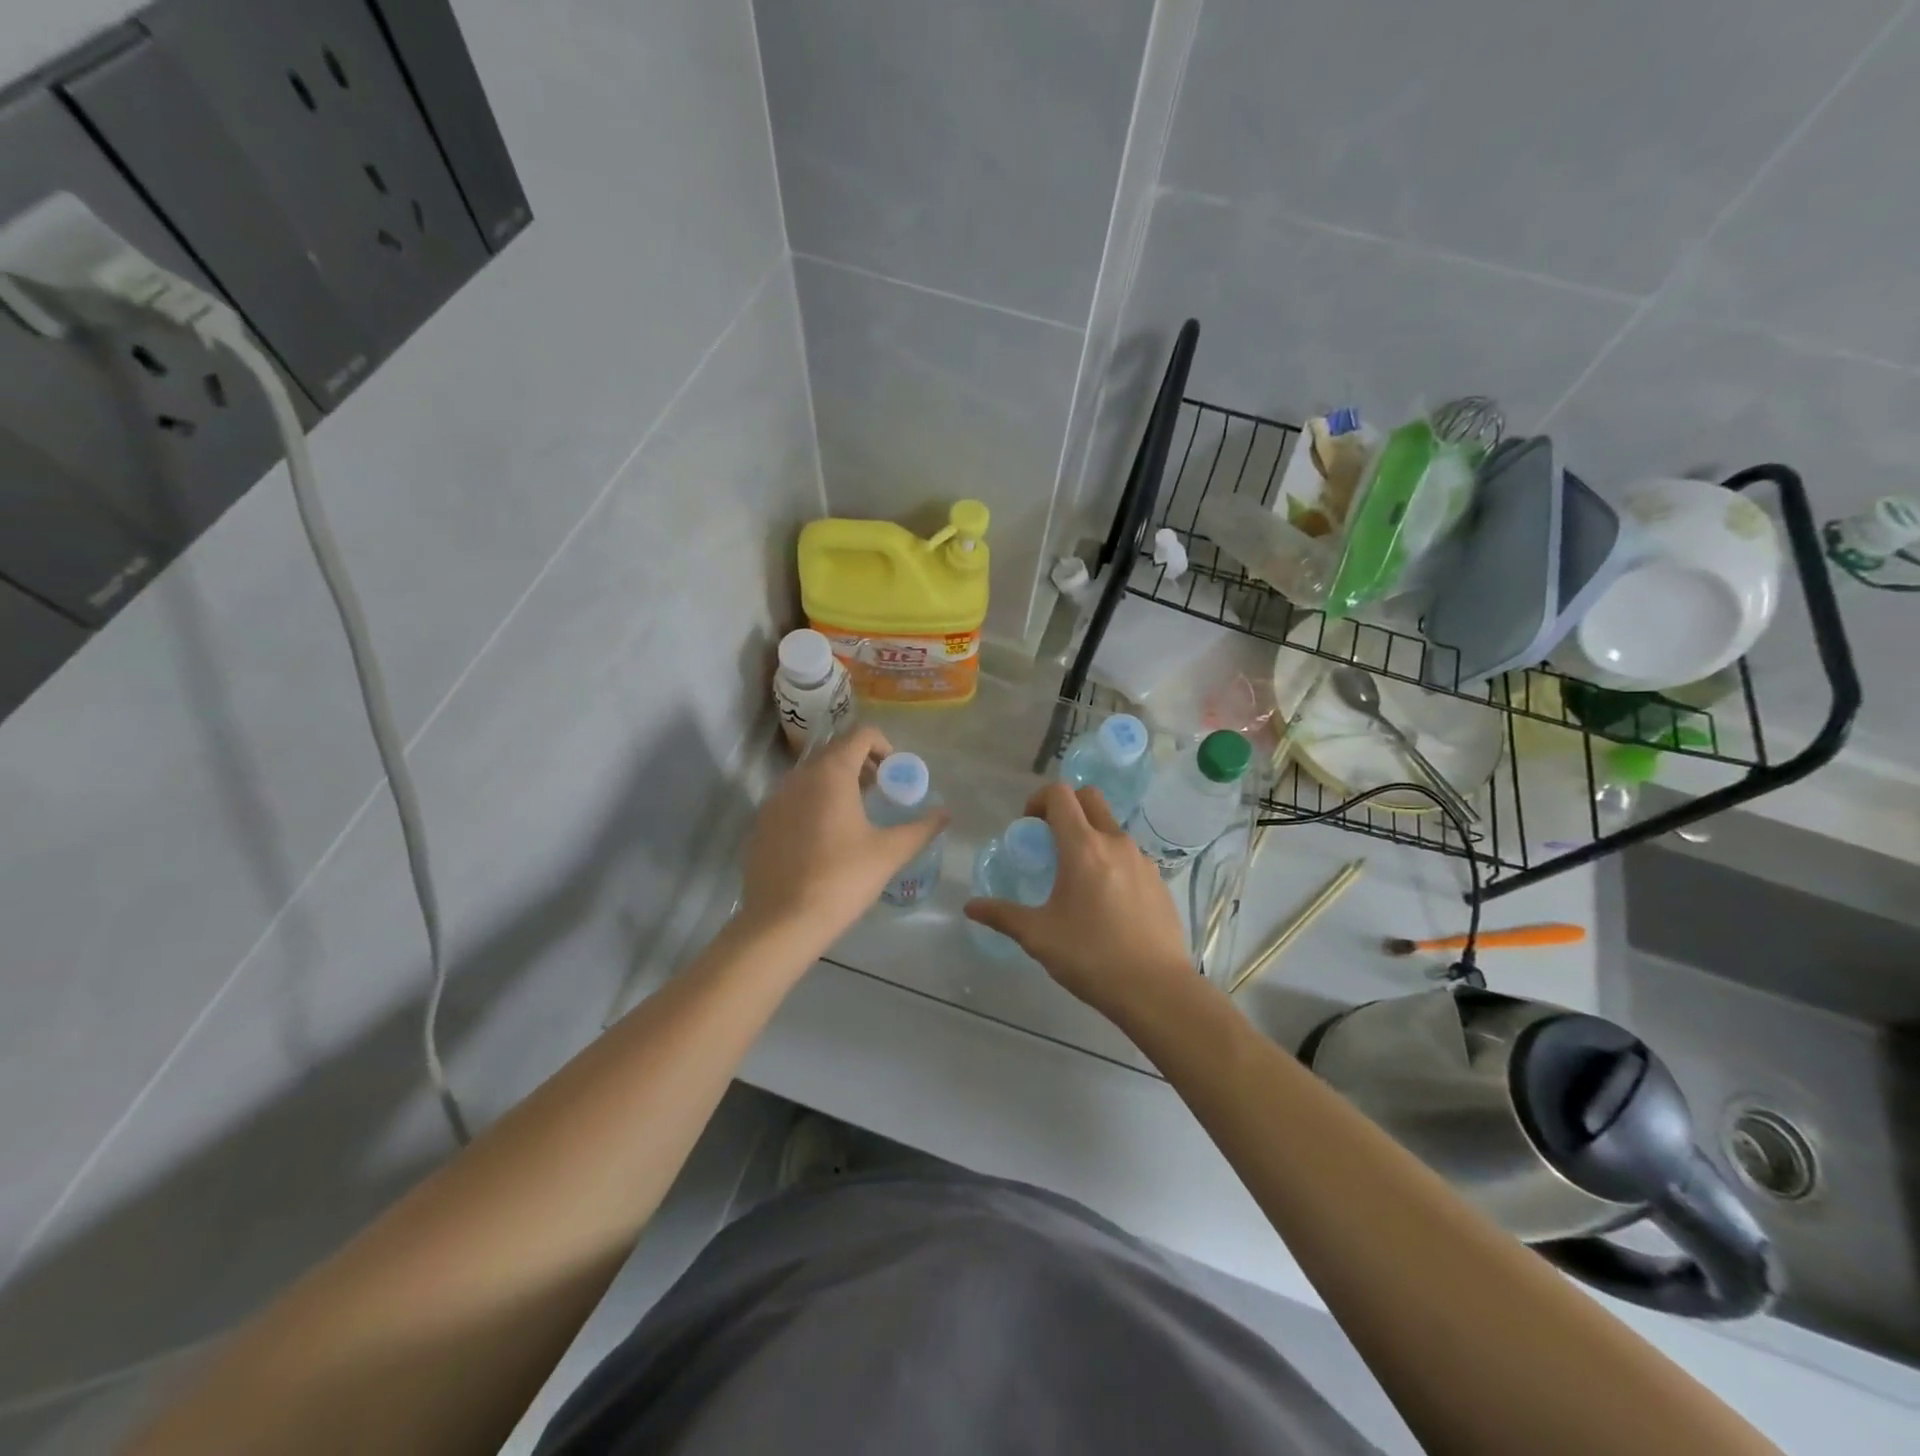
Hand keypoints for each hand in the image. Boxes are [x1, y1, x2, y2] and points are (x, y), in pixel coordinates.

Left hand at [738, 725, 948, 948]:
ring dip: (836, 783)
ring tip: (855, 815)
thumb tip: (946, 813)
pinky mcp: (761, 823)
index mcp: (831, 773)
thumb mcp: (889, 853)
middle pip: (834, 752)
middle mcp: (799, 776)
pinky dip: (812, 803)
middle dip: (861, 764)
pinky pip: (792, 799)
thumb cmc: (842, 879)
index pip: (860, 734)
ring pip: (811, 775)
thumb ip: (921, 828)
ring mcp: (774, 799)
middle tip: (880, 792)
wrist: (782, 922)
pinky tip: (824, 840)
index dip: (883, 746)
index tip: (894, 774)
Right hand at [964, 782, 1194, 1020]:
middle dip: (1066, 806)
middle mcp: (1115, 842)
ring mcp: (1142, 859)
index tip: (1028, 827)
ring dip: (1089, 834)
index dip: (1038, 800)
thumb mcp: (1038, 936)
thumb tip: (970, 907)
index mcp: (1083, 847)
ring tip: (1076, 876)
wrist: (1156, 989)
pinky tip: (1105, 900)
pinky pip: (1129, 854)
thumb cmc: (1091, 956)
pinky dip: (1110, 859)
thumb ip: (1002, 915)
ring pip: (1111, 827)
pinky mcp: (1158, 880)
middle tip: (1049, 839)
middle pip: (1089, 797)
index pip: (1060, 795)